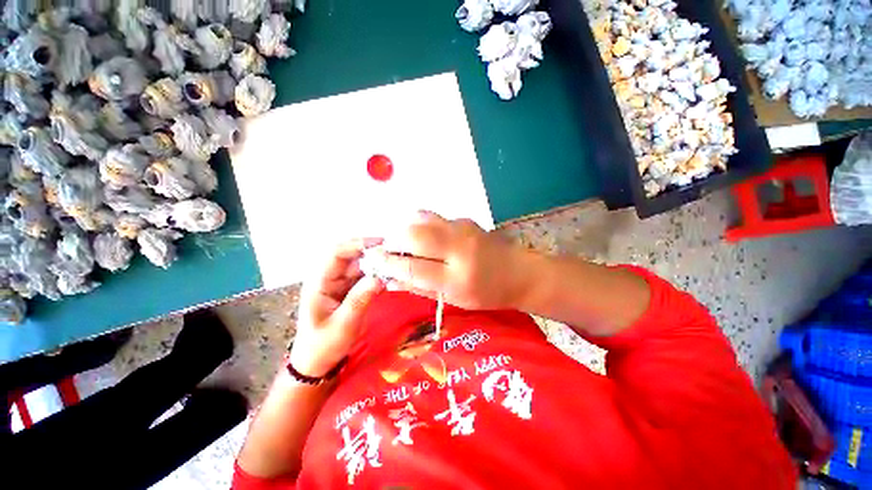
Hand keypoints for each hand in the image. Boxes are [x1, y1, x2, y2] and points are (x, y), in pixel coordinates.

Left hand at [290, 238, 384, 377]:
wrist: (318, 362)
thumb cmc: (324, 345)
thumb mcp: (342, 326)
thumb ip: (359, 300)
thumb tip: (379, 277)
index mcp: (319, 282)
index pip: (336, 253)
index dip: (357, 244)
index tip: (381, 244)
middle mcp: (330, 277)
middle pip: (351, 254)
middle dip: (371, 250)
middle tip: (394, 250)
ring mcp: (340, 282)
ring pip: (360, 264)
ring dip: (377, 261)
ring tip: (396, 260)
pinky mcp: (350, 289)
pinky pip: (365, 275)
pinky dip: (378, 273)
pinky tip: (391, 273)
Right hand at [371, 211, 527, 309]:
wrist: (519, 272)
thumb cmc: (487, 293)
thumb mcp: (454, 299)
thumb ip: (420, 288)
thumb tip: (390, 280)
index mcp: (458, 278)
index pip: (413, 267)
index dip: (388, 263)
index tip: (371, 260)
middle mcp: (459, 248)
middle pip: (414, 235)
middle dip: (391, 240)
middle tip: (385, 250)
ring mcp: (462, 228)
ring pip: (421, 219)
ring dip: (404, 229)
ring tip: (402, 243)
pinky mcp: (464, 219)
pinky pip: (432, 218)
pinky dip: (419, 225)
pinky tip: (422, 238)